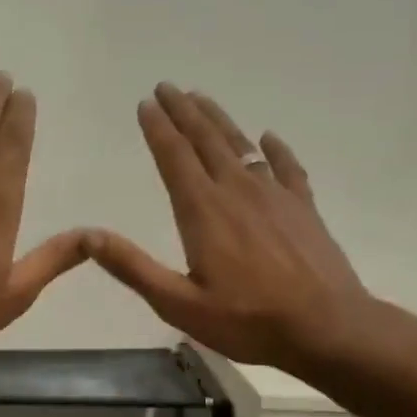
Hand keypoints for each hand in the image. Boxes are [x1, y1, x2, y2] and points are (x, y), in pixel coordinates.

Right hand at [88, 84, 375, 375]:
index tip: (146, 103)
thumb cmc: (247, 320)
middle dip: (183, 111)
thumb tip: (88, 236)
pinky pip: (287, 167)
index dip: (158, 128)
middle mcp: (237, 191)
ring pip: (241, 145)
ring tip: (202, 99)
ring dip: (219, 120)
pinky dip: (275, 149)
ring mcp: (275, 196)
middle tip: (167, 87)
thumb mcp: (178, 304)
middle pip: (206, 139)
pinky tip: (268, 137)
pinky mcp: (304, 208)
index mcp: (203, 210)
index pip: (174, 156)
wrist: (328, 328)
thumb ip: (133, 267)